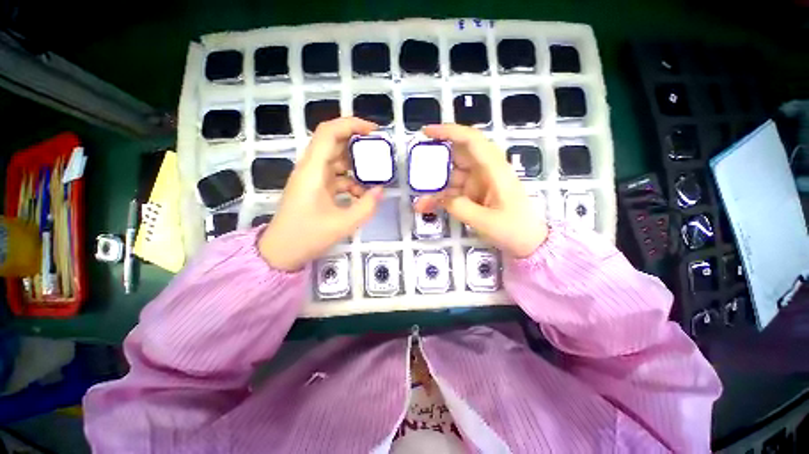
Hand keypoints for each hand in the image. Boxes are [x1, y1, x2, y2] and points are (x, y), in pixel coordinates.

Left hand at [259, 118, 383, 270]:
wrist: (280, 253)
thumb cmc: (307, 236)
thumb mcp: (343, 224)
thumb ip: (366, 206)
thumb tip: (380, 190)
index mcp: (312, 170)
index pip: (329, 132)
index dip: (352, 124)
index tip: (374, 131)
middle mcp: (311, 169)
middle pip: (335, 143)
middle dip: (358, 145)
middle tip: (380, 153)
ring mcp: (313, 179)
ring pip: (337, 161)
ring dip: (356, 167)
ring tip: (375, 178)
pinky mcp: (316, 189)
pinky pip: (337, 177)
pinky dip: (351, 183)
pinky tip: (362, 196)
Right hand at [414, 124, 547, 257]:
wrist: (529, 242)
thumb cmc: (514, 229)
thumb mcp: (486, 221)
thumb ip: (460, 207)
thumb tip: (439, 197)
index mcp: (494, 170)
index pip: (471, 141)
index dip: (449, 132)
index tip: (426, 133)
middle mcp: (485, 171)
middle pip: (456, 156)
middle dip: (435, 162)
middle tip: (416, 172)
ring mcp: (478, 183)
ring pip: (451, 176)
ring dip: (434, 188)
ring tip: (419, 202)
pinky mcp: (473, 194)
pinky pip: (452, 191)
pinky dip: (439, 198)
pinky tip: (426, 207)